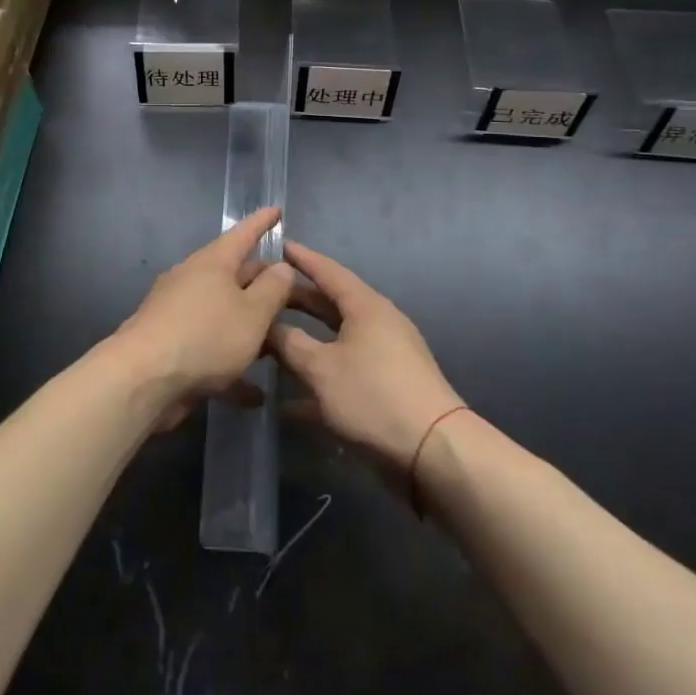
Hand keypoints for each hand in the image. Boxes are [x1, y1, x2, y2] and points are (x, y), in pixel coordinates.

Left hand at [113, 207, 295, 427]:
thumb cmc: (205, 336)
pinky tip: (253, 394)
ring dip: (248, 327)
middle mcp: (192, 280)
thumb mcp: (252, 314)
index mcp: (213, 263)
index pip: (243, 234)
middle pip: (234, 275)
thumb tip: (282, 266)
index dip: (263, 222)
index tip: (277, 210)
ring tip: (277, 343)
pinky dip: (231, 364)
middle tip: (290, 291)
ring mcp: (177, 313)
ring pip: (222, 313)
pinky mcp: (169, 346)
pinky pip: (209, 348)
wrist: (142, 379)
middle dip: (261, 283)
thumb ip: (273, 289)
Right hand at [270, 241, 464, 473]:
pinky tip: (287, 404)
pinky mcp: (386, 387)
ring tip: (268, 341)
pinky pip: (343, 373)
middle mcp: (377, 323)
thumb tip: (268, 326)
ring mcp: (384, 356)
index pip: (328, 271)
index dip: (301, 259)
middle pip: (330, 305)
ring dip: (304, 342)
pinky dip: (318, 381)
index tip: (277, 244)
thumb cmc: (372, 395)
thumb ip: (289, 343)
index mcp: (365, 306)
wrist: (432, 450)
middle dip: (296, 301)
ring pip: (335, 340)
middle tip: (263, 295)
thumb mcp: (321, 368)